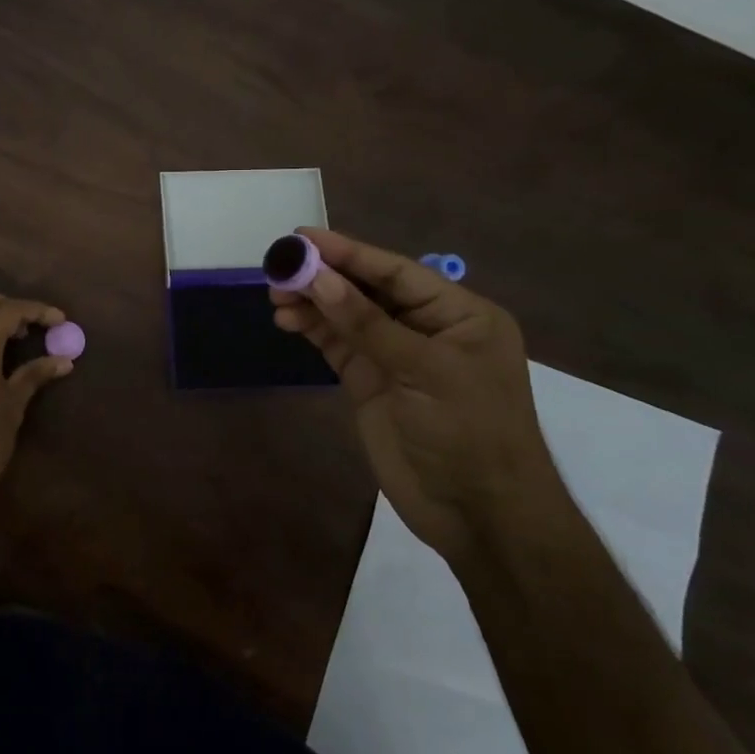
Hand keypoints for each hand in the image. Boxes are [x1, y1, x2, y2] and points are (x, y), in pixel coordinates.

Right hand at [271, 229, 566, 563]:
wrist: (478, 515)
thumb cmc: (468, 433)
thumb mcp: (424, 371)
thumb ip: (368, 324)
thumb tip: (319, 279)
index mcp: (459, 314)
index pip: (396, 272)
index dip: (348, 252)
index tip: (303, 238)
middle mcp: (426, 328)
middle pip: (367, 290)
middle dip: (324, 277)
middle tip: (279, 268)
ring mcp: (396, 356)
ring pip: (347, 316)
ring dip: (312, 303)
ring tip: (276, 296)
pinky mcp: (371, 383)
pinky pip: (338, 345)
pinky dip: (313, 330)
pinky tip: (288, 320)